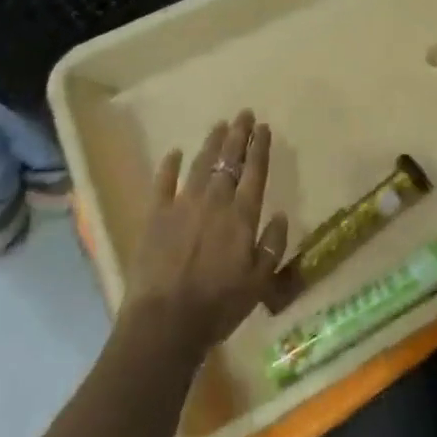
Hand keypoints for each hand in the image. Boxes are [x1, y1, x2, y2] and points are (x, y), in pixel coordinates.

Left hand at [122, 112, 290, 360]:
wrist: (166, 322)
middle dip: (238, 135)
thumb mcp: (259, 283)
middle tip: (244, 114)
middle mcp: (215, 201)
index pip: (255, 171)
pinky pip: (163, 182)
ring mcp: (183, 205)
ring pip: (201, 164)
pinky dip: (169, 165)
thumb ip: (272, 245)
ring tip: (220, 124)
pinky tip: (174, 152)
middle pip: (228, 160)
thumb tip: (281, 214)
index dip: (260, 147)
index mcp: (242, 216)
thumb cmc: (218, 306)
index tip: (264, 127)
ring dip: (212, 143)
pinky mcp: (155, 215)